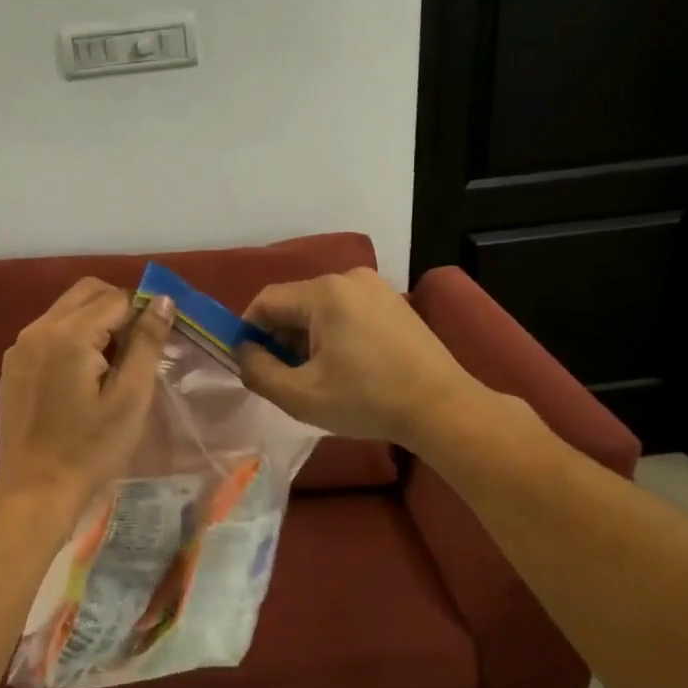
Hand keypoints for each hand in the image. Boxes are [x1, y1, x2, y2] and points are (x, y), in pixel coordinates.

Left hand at [0, 278, 175, 521]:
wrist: (35, 491)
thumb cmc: (90, 449)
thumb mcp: (130, 398)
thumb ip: (147, 342)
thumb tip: (162, 299)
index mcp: (68, 334)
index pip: (116, 298)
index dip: (143, 313)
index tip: (157, 342)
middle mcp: (38, 328)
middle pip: (87, 292)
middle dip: (118, 308)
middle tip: (137, 348)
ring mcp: (20, 346)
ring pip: (66, 309)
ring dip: (94, 321)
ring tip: (112, 364)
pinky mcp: (12, 365)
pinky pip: (48, 331)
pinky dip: (72, 337)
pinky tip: (83, 376)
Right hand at [238, 268, 485, 447]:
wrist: (443, 408)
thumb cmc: (367, 401)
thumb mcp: (300, 396)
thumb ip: (258, 371)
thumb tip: (244, 352)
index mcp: (324, 293)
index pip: (266, 301)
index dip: (248, 331)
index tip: (249, 364)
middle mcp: (348, 278)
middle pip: (294, 303)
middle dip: (280, 338)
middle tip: (282, 376)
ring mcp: (376, 288)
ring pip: (319, 308)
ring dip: (306, 338)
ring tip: (315, 376)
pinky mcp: (394, 302)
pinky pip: (346, 311)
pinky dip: (333, 334)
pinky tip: (345, 367)